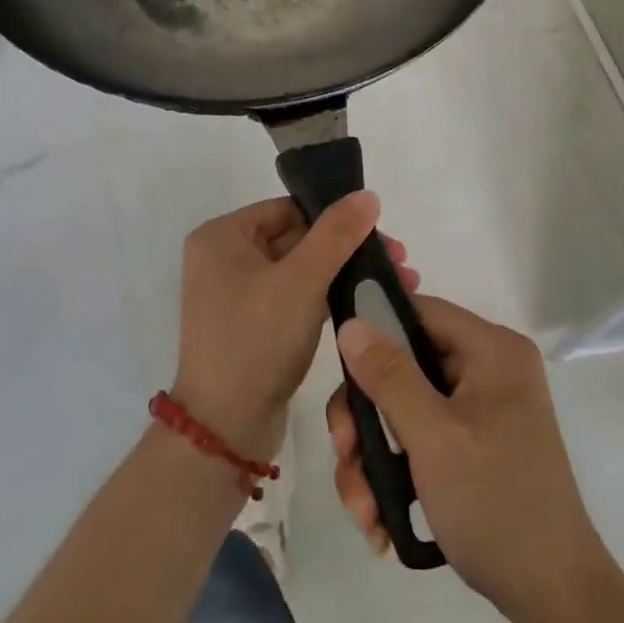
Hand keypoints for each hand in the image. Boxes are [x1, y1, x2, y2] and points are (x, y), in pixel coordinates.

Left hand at [174, 193, 415, 462]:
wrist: (225, 427)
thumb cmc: (256, 340)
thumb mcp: (301, 281)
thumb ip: (336, 234)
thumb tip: (367, 195)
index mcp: (223, 236)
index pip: (289, 209)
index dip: (336, 217)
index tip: (382, 233)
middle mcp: (225, 259)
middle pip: (298, 238)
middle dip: (350, 249)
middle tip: (400, 262)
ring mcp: (239, 295)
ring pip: (303, 270)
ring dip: (346, 273)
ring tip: (398, 283)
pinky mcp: (255, 326)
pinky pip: (297, 298)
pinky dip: (329, 298)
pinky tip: (368, 303)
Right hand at [327, 296, 606, 622]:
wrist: (552, 596)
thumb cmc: (495, 503)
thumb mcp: (433, 438)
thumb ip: (389, 376)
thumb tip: (351, 323)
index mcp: (492, 351)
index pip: (420, 311)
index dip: (375, 329)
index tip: (339, 367)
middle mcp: (487, 371)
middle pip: (402, 366)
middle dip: (365, 418)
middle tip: (345, 455)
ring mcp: (479, 410)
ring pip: (402, 409)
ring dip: (372, 458)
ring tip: (364, 511)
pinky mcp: (470, 446)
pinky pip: (418, 440)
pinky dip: (393, 474)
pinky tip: (380, 520)